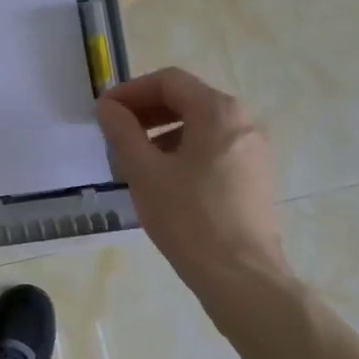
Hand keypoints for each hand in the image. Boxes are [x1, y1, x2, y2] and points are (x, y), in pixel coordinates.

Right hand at [95, 69, 294, 311]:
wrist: (241, 277)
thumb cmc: (188, 218)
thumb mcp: (144, 171)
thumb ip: (122, 131)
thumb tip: (108, 107)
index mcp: (218, 112)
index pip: (168, 81)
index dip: (130, 91)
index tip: (104, 113)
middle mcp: (243, 121)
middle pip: (186, 100)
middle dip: (145, 112)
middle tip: (114, 134)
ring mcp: (253, 149)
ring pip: (199, 125)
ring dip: (161, 132)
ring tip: (132, 160)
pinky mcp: (254, 176)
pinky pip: (213, 147)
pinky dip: (183, 150)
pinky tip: (161, 179)